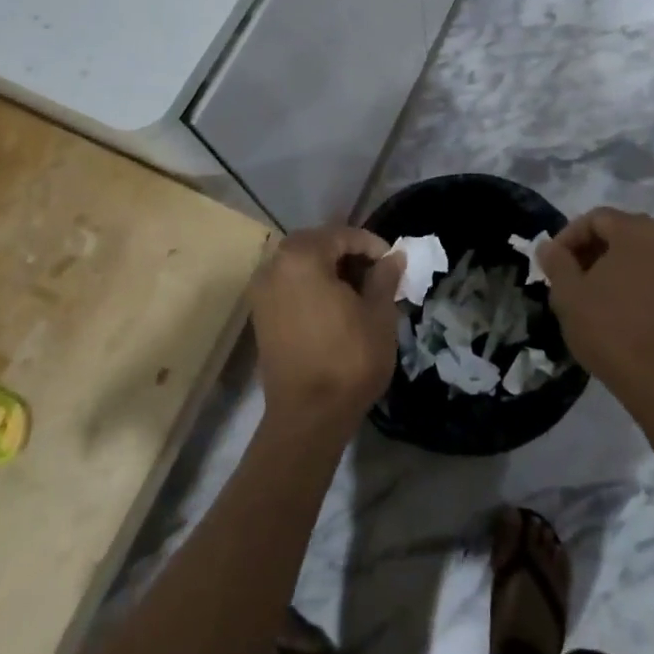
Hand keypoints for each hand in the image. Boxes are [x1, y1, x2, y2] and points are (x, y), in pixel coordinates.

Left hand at [249, 226, 403, 436]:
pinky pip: (289, 284)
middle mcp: (274, 266)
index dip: (372, 245)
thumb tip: (393, 257)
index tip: (393, 263)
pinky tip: (335, 305)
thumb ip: (385, 277)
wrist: (308, 417)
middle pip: (317, 244)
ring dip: (329, 268)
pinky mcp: (260, 315)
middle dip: (348, 253)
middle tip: (376, 273)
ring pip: (301, 263)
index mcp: (302, 257)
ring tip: (358, 290)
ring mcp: (262, 291)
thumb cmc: (348, 360)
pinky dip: (311, 285)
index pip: (343, 235)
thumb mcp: (378, 314)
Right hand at [537, 209, 653, 414]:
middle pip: (620, 230)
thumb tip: (549, 246)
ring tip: (591, 292)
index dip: (569, 236)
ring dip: (612, 263)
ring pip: (639, 251)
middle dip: (591, 248)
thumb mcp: (569, 294)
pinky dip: (634, 277)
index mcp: (637, 232)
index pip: (596, 218)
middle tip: (569, 275)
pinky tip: (617, 305)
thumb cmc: (610, 330)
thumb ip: (556, 262)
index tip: (553, 262)